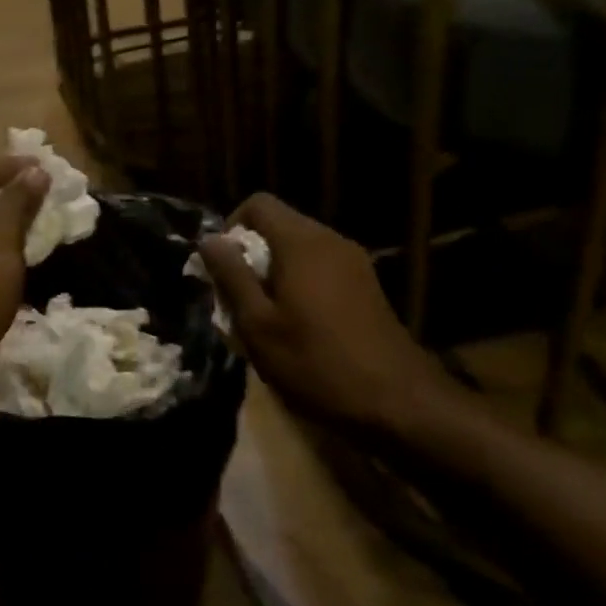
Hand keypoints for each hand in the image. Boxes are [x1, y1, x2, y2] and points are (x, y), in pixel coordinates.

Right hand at [197, 193, 472, 440]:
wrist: (397, 402)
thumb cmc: (316, 362)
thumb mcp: (258, 324)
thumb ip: (231, 276)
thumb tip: (208, 240)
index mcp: (301, 242)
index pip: (258, 204)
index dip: (230, 227)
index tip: (222, 269)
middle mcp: (330, 239)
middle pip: (278, 225)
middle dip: (250, 255)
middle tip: (237, 300)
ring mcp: (353, 261)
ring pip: (299, 248)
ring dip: (273, 272)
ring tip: (264, 317)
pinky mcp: (366, 285)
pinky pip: (320, 267)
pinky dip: (299, 283)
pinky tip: (297, 326)